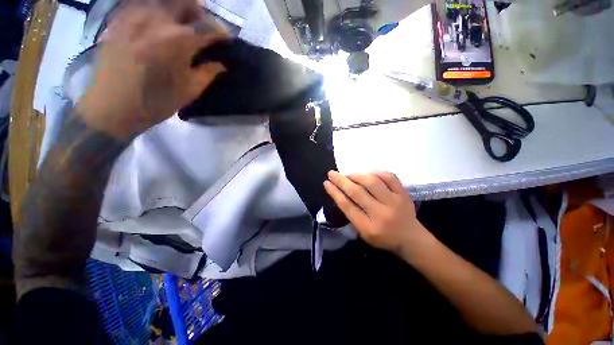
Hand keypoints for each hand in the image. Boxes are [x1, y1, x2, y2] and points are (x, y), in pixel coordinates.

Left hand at [78, 1, 225, 139]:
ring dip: (178, 8)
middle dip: (199, 12)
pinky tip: (158, 24)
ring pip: (162, 0)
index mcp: (178, 41)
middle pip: (185, 1)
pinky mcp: (119, 19)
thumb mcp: (189, 91)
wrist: (110, 108)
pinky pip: (141, 3)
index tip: (225, 41)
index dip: (221, 33)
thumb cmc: (155, 103)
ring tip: (181, 23)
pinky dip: (155, 10)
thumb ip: (208, 73)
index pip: (208, 27)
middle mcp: (156, 20)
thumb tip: (221, 64)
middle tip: (203, 26)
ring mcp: (134, 16)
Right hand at [324, 171, 427, 253]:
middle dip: (341, 181)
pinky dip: (376, 172)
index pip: (347, 206)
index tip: (326, 183)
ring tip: (348, 174)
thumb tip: (340, 193)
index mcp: (369, 228)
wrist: (411, 239)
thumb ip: (352, 215)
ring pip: (372, 182)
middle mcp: (381, 214)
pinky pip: (389, 177)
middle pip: (357, 192)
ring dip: (356, 175)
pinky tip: (367, 173)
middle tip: (331, 173)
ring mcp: (394, 202)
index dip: (335, 193)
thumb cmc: (383, 238)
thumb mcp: (363, 233)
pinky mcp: (404, 194)